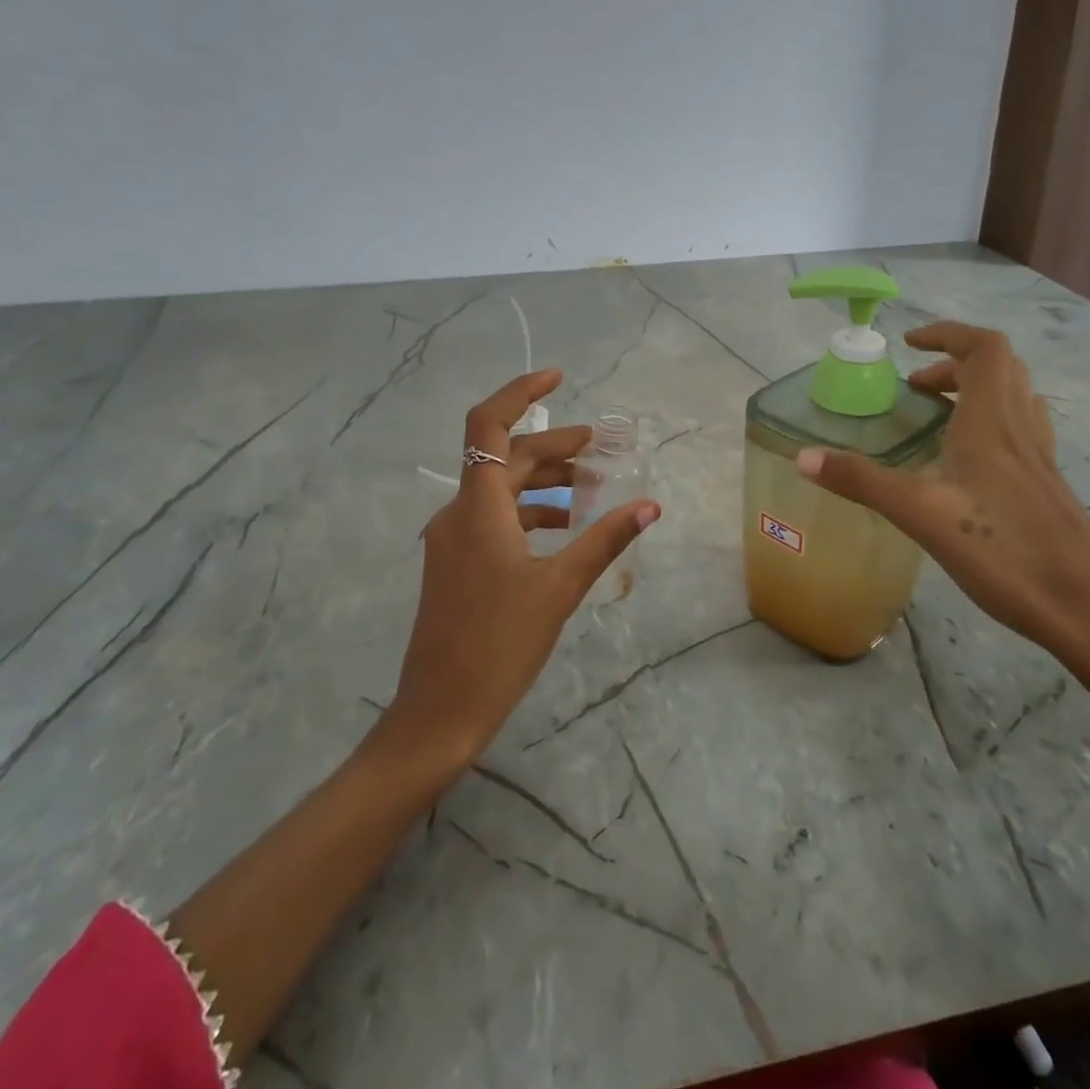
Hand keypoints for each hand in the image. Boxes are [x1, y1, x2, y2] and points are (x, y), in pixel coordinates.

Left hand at [383, 369, 660, 769]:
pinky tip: (562, 529)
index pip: (489, 426)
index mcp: (478, 508)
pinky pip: (494, 519)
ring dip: (544, 482)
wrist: (440, 710)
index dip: (520, 393)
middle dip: (553, 448)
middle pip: (505, 459)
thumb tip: (650, 506)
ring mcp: (452, 539)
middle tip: (600, 449)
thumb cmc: (500, 645)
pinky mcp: (455, 563)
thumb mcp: (560, 587)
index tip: (558, 378)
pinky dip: (529, 513)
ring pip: (501, 490)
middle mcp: (458, 513)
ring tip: (590, 489)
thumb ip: (604, 540)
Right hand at [794, 322, 1089, 650]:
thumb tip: (803, 457)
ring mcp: (1040, 458)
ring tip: (938, 416)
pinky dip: (991, 423)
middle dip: (954, 363)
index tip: (909, 345)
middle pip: (1000, 368)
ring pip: (1015, 398)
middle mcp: (1020, 429)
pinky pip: (1020, 430)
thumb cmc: (1003, 552)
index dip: (947, 334)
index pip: (983, 348)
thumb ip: (862, 481)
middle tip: (915, 388)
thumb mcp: (920, 514)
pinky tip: (968, 463)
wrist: (1087, 609)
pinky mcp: (1047, 486)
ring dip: (976, 390)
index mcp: (992, 422)